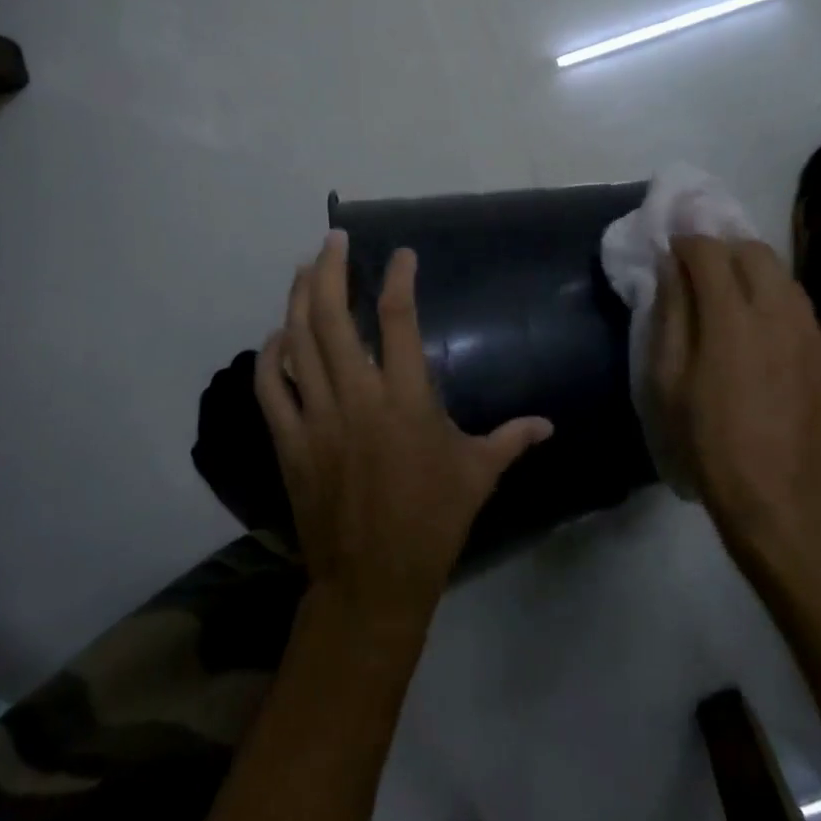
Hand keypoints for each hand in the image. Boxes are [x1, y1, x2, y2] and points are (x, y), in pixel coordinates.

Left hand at [255, 231, 553, 634]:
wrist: (372, 581)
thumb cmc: (432, 521)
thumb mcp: (478, 476)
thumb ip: (512, 439)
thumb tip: (549, 425)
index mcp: (407, 400)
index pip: (399, 320)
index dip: (399, 279)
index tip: (401, 254)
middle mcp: (358, 397)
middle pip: (334, 317)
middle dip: (330, 270)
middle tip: (333, 240)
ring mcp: (317, 417)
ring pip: (299, 341)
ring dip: (299, 298)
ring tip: (306, 268)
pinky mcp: (290, 441)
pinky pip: (272, 387)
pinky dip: (271, 354)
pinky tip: (278, 333)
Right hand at [652, 236, 820, 543]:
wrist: (783, 503)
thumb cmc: (709, 442)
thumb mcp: (670, 380)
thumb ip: (671, 314)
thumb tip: (670, 268)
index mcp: (732, 318)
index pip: (710, 251)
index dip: (687, 241)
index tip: (672, 249)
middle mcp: (780, 314)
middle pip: (756, 250)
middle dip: (725, 248)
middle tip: (703, 270)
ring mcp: (814, 336)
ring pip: (785, 279)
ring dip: (755, 274)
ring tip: (734, 300)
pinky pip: (803, 315)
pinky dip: (778, 310)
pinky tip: (766, 343)